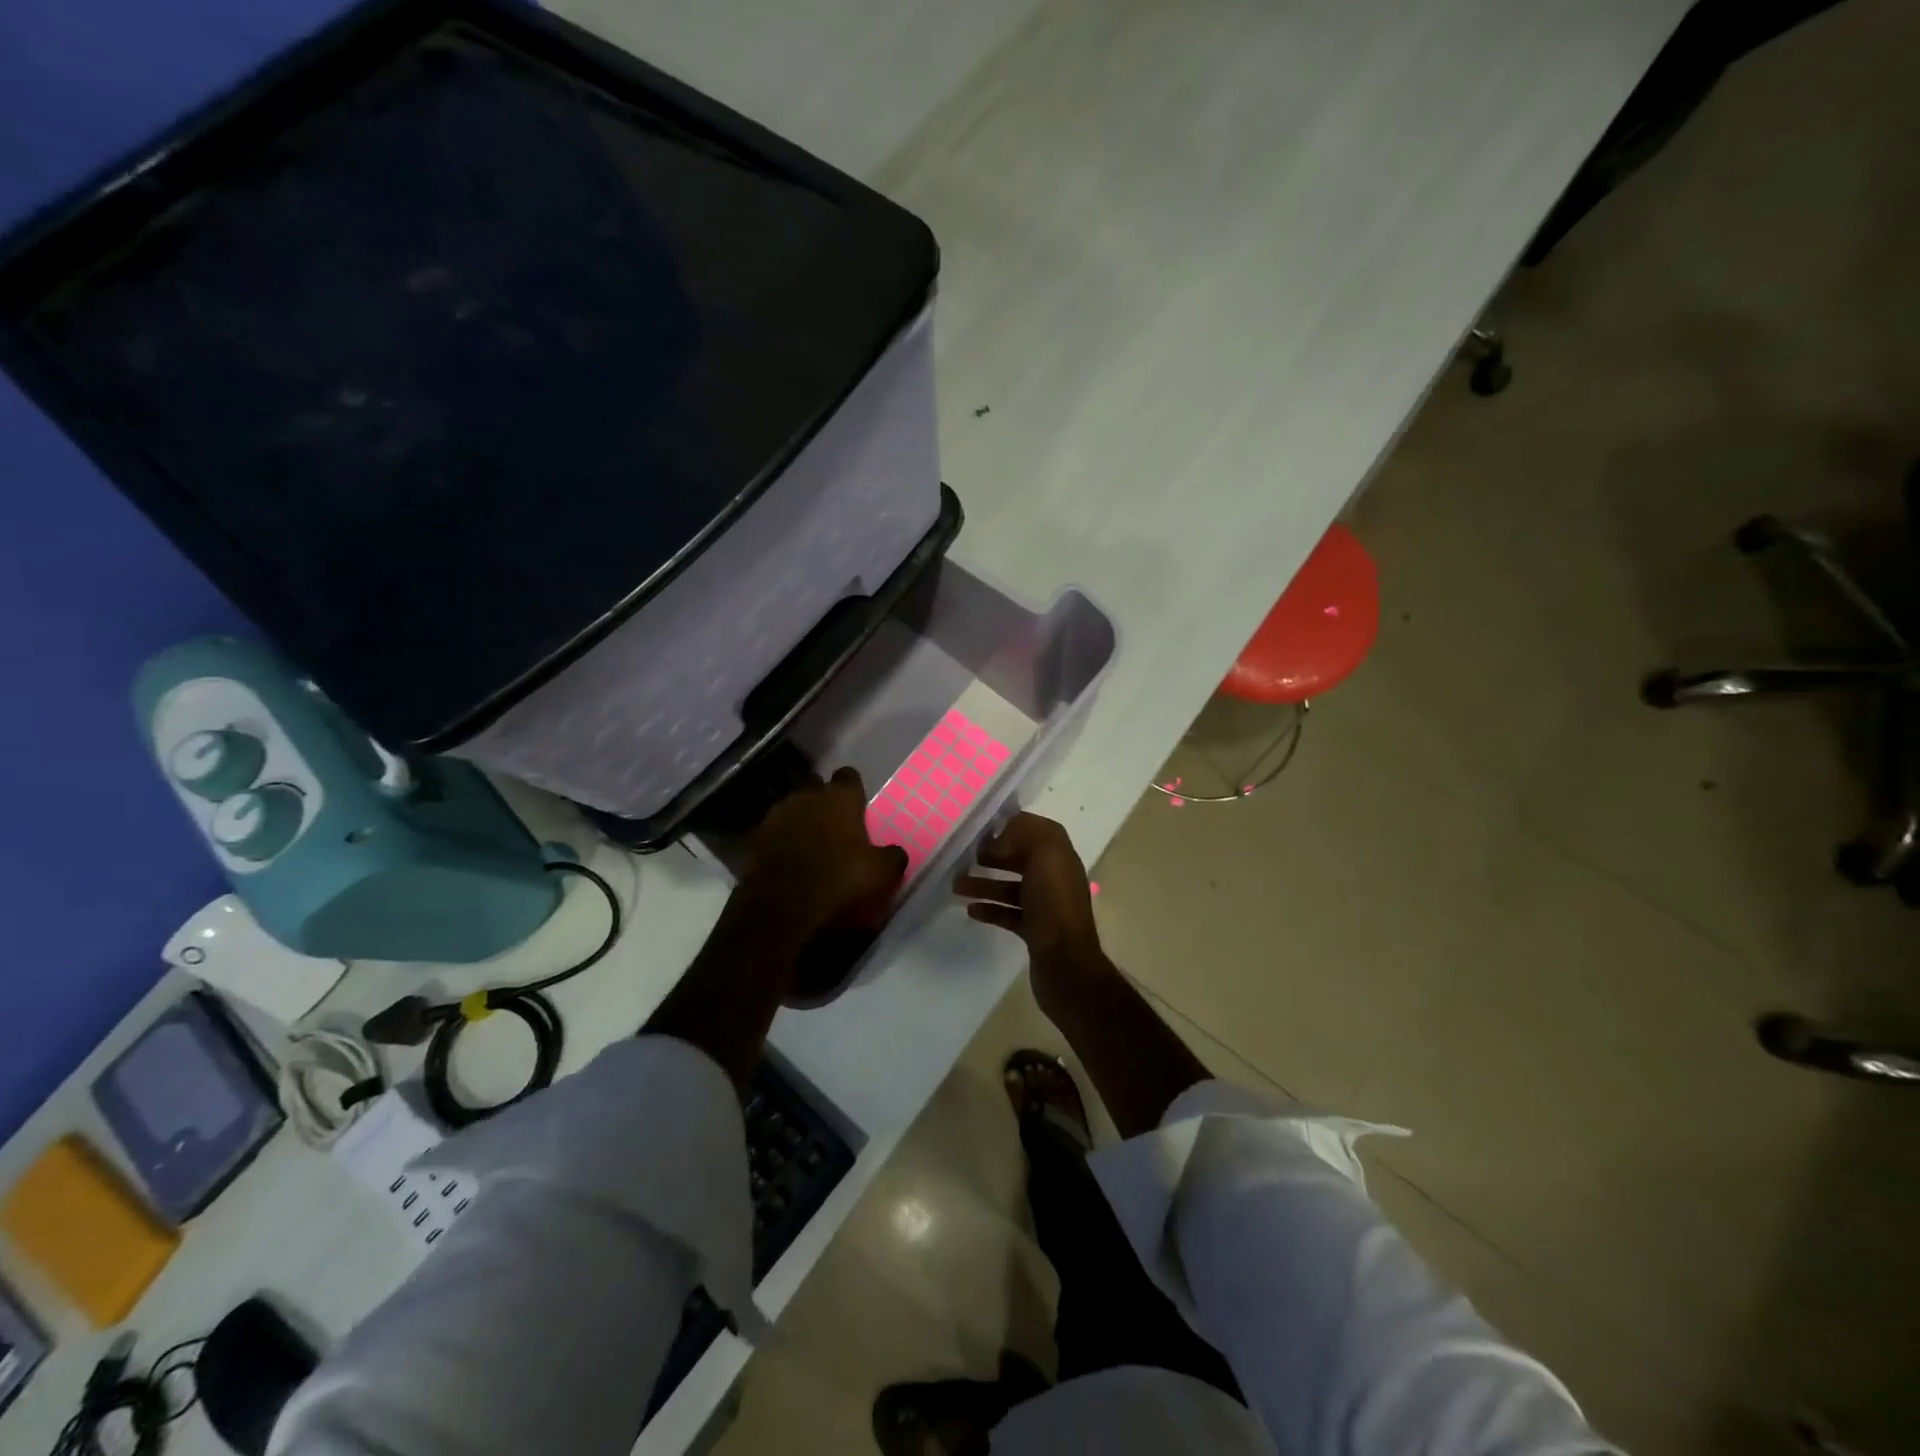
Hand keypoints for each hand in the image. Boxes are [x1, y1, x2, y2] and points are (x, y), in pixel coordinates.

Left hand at [740, 767, 907, 942]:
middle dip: (823, 799)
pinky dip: (781, 839)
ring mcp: (776, 815)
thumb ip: (892, 856)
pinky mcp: (755, 838)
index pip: (848, 776)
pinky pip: (773, 831)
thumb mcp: (881, 873)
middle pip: (816, 786)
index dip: (853, 790)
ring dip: (800, 818)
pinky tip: (788, 858)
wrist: (781, 910)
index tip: (858, 806)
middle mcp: (806, 796)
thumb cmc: (839, 881)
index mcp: (839, 798)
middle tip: (834, 822)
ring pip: (792, 807)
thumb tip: (897, 852)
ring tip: (810, 841)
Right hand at [955, 813, 1110, 1016]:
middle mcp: (1055, 878)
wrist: (1067, 966)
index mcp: (1060, 856)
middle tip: (963, 858)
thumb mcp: (1045, 857)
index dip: (1009, 827)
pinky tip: (970, 909)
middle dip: (991, 856)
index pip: (1035, 830)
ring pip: (1010, 886)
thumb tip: (999, 839)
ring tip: (956, 885)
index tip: (980, 830)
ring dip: (984, 883)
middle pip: (1019, 859)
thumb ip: (1025, 836)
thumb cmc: (1054, 906)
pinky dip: (990, 908)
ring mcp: (1045, 906)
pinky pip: (1008, 913)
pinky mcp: (1034, 931)